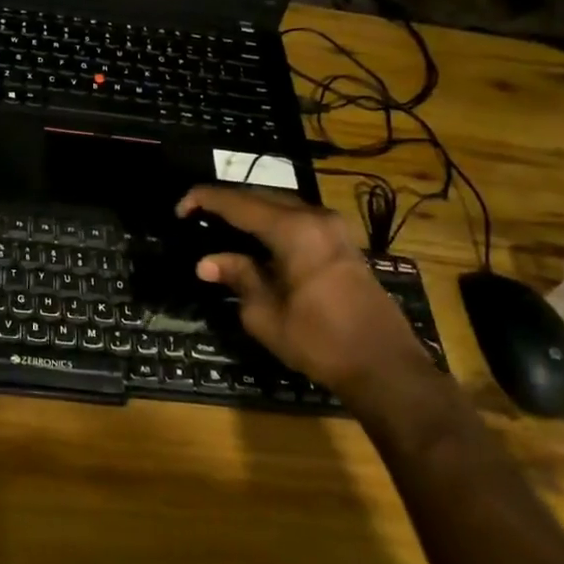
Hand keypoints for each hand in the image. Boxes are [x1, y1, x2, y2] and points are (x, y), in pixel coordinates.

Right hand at [179, 185, 437, 408]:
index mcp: (293, 231)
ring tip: (220, 222)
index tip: (179, 209)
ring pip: (281, 204)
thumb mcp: (265, 314)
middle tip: (196, 213)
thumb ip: (237, 277)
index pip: (238, 203)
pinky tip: (255, 236)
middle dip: (226, 200)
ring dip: (250, 209)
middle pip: (261, 196)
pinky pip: (298, 218)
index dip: (204, 200)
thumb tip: (207, 262)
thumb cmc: (319, 341)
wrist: (385, 367)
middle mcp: (315, 218)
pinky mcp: (343, 243)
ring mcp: (334, 229)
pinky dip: (271, 221)